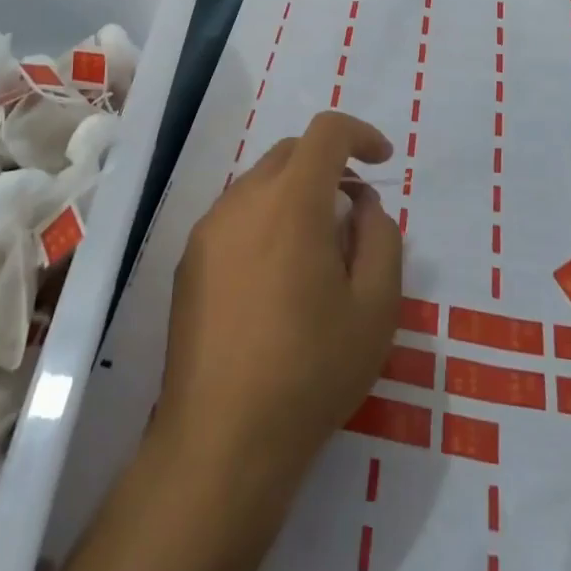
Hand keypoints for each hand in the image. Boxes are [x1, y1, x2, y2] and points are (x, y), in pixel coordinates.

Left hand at [19, 114, 400, 570]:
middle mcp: (244, 199)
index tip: (382, 161)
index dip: (360, 134)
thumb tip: (363, 205)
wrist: (222, 438)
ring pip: (260, 183)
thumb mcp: (376, 309)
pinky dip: (266, 220)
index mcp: (292, 202)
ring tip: (317, 251)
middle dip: (329, 165)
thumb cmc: (311, 371)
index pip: (326, 132)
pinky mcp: (189, 259)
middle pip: (291, 152)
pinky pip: (236, 216)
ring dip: (295, 194)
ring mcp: (209, 228)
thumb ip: (381, 239)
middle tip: (354, 212)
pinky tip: (276, 278)